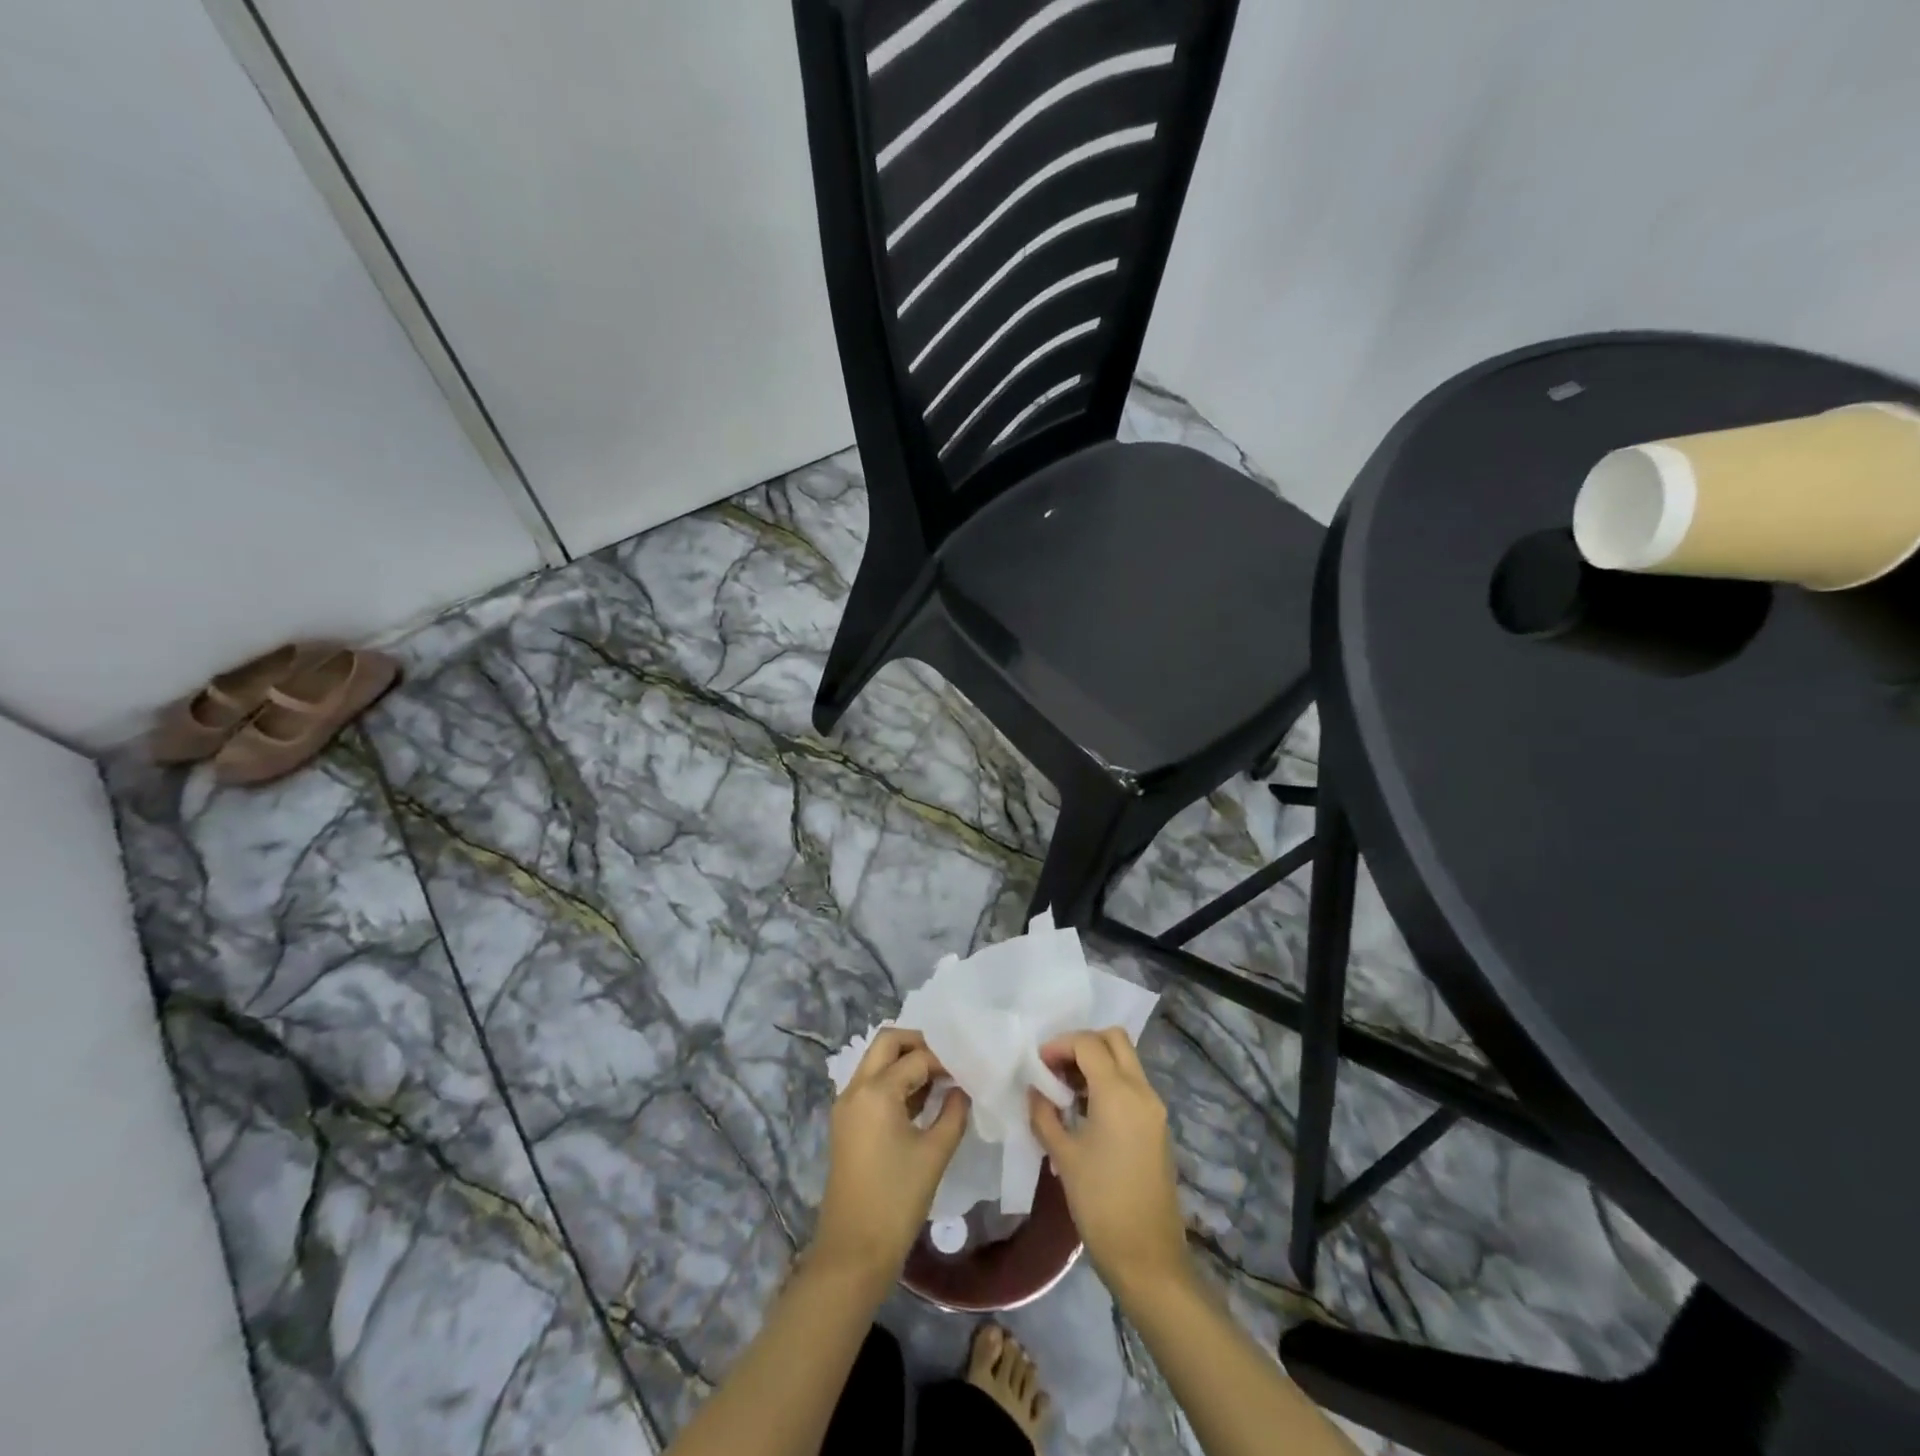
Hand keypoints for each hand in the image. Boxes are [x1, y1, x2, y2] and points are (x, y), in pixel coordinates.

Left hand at [814, 1028, 969, 1285]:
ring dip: (904, 1061)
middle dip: (918, 1043)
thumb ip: (953, 1113)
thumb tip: (961, 1089)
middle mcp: (856, 1088)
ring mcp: (846, 1105)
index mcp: (876, 1091)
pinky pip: (870, 1084)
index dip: (945, 1061)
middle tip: (947, 1061)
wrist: (853, 1251)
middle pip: (887, 1042)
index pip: (917, 1058)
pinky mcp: (845, 1122)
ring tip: (939, 1079)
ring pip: (875, 1061)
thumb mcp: (934, 1154)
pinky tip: (920, 1100)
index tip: (968, 1071)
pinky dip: (893, 1081)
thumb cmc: (897, 1200)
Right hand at [1029, 1028, 1190, 1296]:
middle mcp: (1142, 1091)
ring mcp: (1154, 1109)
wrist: (1148, 1259)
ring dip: (1096, 1063)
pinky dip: (1109, 1082)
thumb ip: (1045, 1115)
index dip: (1059, 1045)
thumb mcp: (1064, 1157)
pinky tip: (1085, 1110)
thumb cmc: (1101, 1204)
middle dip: (1082, 1044)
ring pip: (1126, 1061)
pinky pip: (1133, 1085)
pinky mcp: (1157, 1126)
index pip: (1088, 1043)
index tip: (1037, 1064)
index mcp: (1119, 1093)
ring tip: (1065, 1090)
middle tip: (1055, 1067)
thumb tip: (1034, 1091)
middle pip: (1114, 1039)